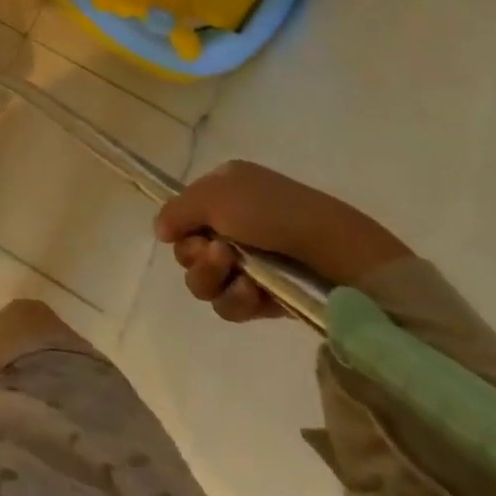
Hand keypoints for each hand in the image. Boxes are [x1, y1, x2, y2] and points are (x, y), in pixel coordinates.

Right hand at [153, 160, 412, 322]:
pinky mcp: (268, 297)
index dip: (181, 228)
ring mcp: (252, 262)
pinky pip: (231, 304)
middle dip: (197, 257)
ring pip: (205, 282)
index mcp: (224, 191)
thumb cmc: (271, 212)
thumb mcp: (212, 196)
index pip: (183, 215)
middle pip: (188, 251)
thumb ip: (175, 211)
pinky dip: (237, 300)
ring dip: (213, 279)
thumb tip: (161, 232)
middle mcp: (234, 224)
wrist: (335, 251)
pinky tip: (254, 292)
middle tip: (220, 254)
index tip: (191, 233)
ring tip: (240, 276)